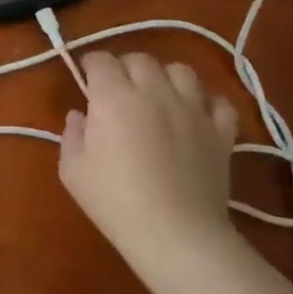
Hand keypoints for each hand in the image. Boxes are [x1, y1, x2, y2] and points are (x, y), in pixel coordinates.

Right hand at [59, 52, 242, 280]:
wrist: (176, 234)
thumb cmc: (115, 201)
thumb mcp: (73, 170)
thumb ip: (71, 135)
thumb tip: (80, 116)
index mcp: (113, 97)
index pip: (101, 60)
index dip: (91, 64)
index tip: (86, 77)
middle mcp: (153, 92)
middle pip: (140, 59)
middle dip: (125, 67)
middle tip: (118, 88)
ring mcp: (192, 109)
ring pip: (181, 71)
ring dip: (166, 77)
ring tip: (158, 95)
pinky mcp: (221, 132)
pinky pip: (219, 102)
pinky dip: (207, 103)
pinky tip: (195, 116)